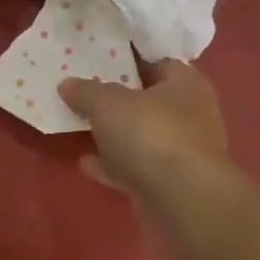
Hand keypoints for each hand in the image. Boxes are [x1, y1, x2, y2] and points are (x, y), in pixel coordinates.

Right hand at [60, 59, 228, 195]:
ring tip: (81, 128)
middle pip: (150, 101)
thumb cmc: (151, 134)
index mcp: (185, 84)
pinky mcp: (172, 184)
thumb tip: (67, 84)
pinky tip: (86, 164)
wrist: (183, 200)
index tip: (100, 60)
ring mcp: (183, 152)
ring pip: (143, 137)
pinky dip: (114, 165)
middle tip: (85, 93)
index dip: (130, 59)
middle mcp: (191, 115)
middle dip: (120, 100)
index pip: (158, 62)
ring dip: (116, 136)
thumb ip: (86, 91)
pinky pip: (137, 168)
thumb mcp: (107, 104)